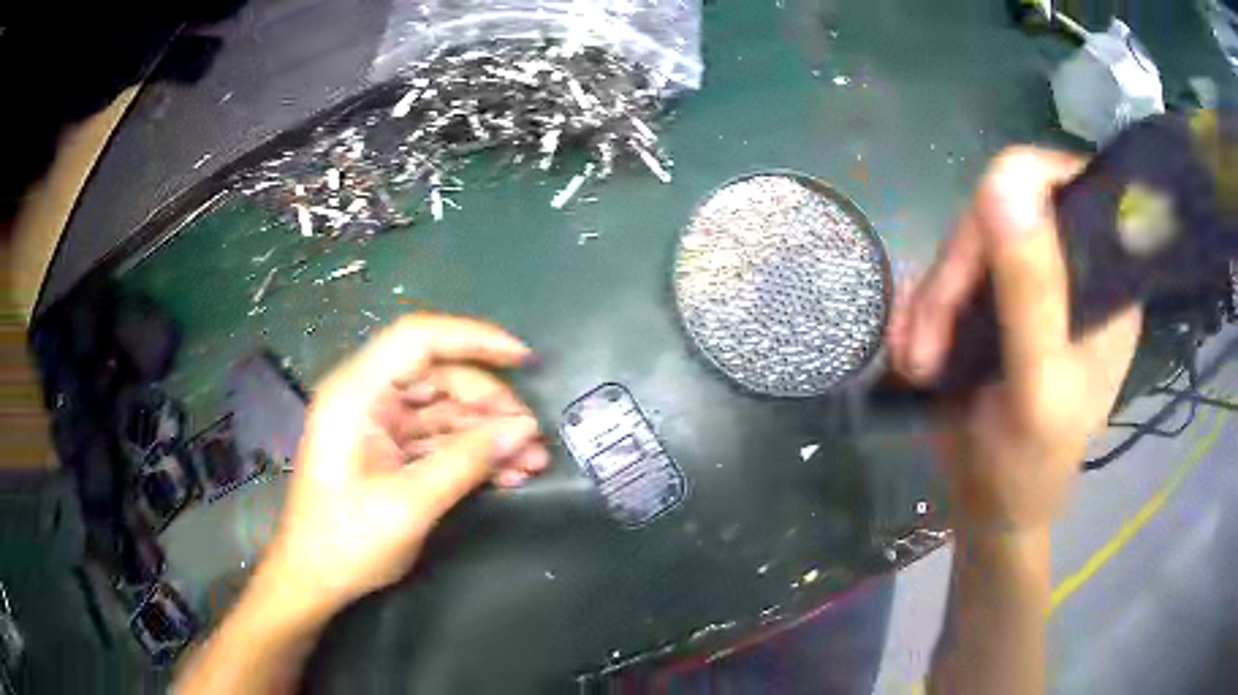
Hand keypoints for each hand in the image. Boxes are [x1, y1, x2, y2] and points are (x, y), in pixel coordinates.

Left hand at [259, 314, 547, 617]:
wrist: (313, 580)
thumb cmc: (347, 541)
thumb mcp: (409, 504)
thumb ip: (466, 461)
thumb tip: (523, 430)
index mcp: (356, 393)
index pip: (418, 339)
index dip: (474, 339)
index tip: (522, 359)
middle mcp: (367, 398)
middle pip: (438, 377)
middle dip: (489, 404)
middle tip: (532, 437)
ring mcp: (378, 425)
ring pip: (444, 410)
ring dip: (487, 434)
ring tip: (532, 462)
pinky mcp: (388, 450)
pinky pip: (437, 439)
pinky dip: (471, 454)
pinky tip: (508, 474)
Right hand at [888, 148, 1141, 531]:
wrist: (989, 509)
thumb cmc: (1028, 465)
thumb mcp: (1038, 385)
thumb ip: (1031, 290)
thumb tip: (1003, 178)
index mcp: (1104, 277)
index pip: (1061, 184)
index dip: (1015, 194)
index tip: (973, 256)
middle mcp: (1069, 266)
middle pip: (1000, 209)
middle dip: (955, 275)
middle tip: (928, 345)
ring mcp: (1027, 281)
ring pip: (962, 244)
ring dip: (930, 302)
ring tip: (920, 364)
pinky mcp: (989, 301)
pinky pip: (942, 275)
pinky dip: (919, 312)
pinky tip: (916, 356)